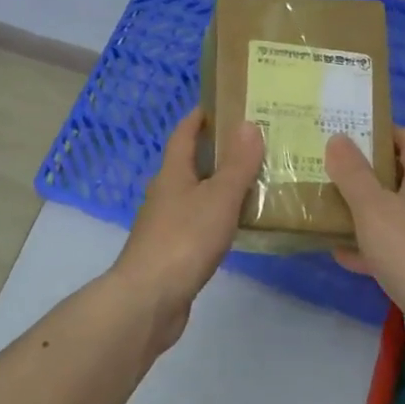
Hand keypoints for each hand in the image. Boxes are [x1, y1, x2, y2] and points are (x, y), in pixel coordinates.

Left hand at [111, 110, 264, 348]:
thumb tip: (248, 123)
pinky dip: (217, 216)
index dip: (200, 117)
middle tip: (254, 143)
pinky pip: (198, 223)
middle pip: (190, 163)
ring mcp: (166, 224)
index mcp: (172, 173)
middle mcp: (165, 193)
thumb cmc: (184, 240)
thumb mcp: (218, 198)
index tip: (223, 104)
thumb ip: (237, 164)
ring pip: (196, 195)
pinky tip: (238, 224)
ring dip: (219, 185)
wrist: (149, 299)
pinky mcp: (172, 251)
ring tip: (255, 180)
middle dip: (217, 151)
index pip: (183, 134)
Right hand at [325, 128, 404, 344]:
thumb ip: (353, 173)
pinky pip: (392, 248)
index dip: (384, 132)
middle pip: (400, 176)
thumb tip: (338, 138)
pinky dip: (368, 247)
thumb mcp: (373, 207)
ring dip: (364, 210)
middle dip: (367, 172)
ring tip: (328, 205)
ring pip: (393, 214)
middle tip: (331, 168)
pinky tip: (340, 252)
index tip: (351, 132)